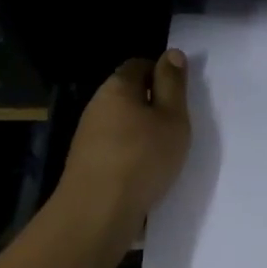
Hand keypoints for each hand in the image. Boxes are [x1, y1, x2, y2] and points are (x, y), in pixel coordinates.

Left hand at [56, 51, 191, 262]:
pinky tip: (144, 174)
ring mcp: (87, 136)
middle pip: (128, 94)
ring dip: (141, 133)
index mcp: (117, 87)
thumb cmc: (142, 158)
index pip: (139, 65)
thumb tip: (171, 53)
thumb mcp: (172, 117)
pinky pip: (114, 148)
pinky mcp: (86, 163)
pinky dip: (130, 155)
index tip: (180, 96)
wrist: (96, 214)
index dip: (161, 74)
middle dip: (152, 105)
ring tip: (164, 153)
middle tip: (177, 125)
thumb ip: (173, 84)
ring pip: (121, 123)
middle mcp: (97, 105)